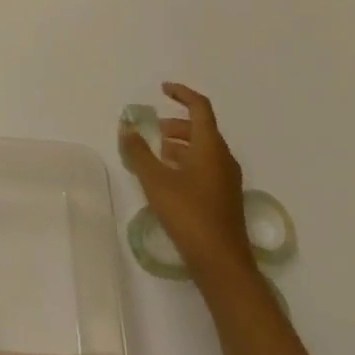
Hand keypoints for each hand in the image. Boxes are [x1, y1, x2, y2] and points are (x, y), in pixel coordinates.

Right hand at [119, 81, 256, 289]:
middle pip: (202, 129)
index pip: (200, 108)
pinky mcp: (225, 199)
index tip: (163, 89)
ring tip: (158, 153)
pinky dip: (188, 162)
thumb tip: (126, 128)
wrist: (222, 264)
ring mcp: (228, 181)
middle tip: (155, 129)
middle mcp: (223, 159)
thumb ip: (138, 152)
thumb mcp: (156, 180)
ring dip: (182, 144)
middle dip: (178, 124)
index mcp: (210, 147)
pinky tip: (170, 179)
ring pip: (205, 150)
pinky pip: (207, 167)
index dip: (182, 94)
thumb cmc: (189, 215)